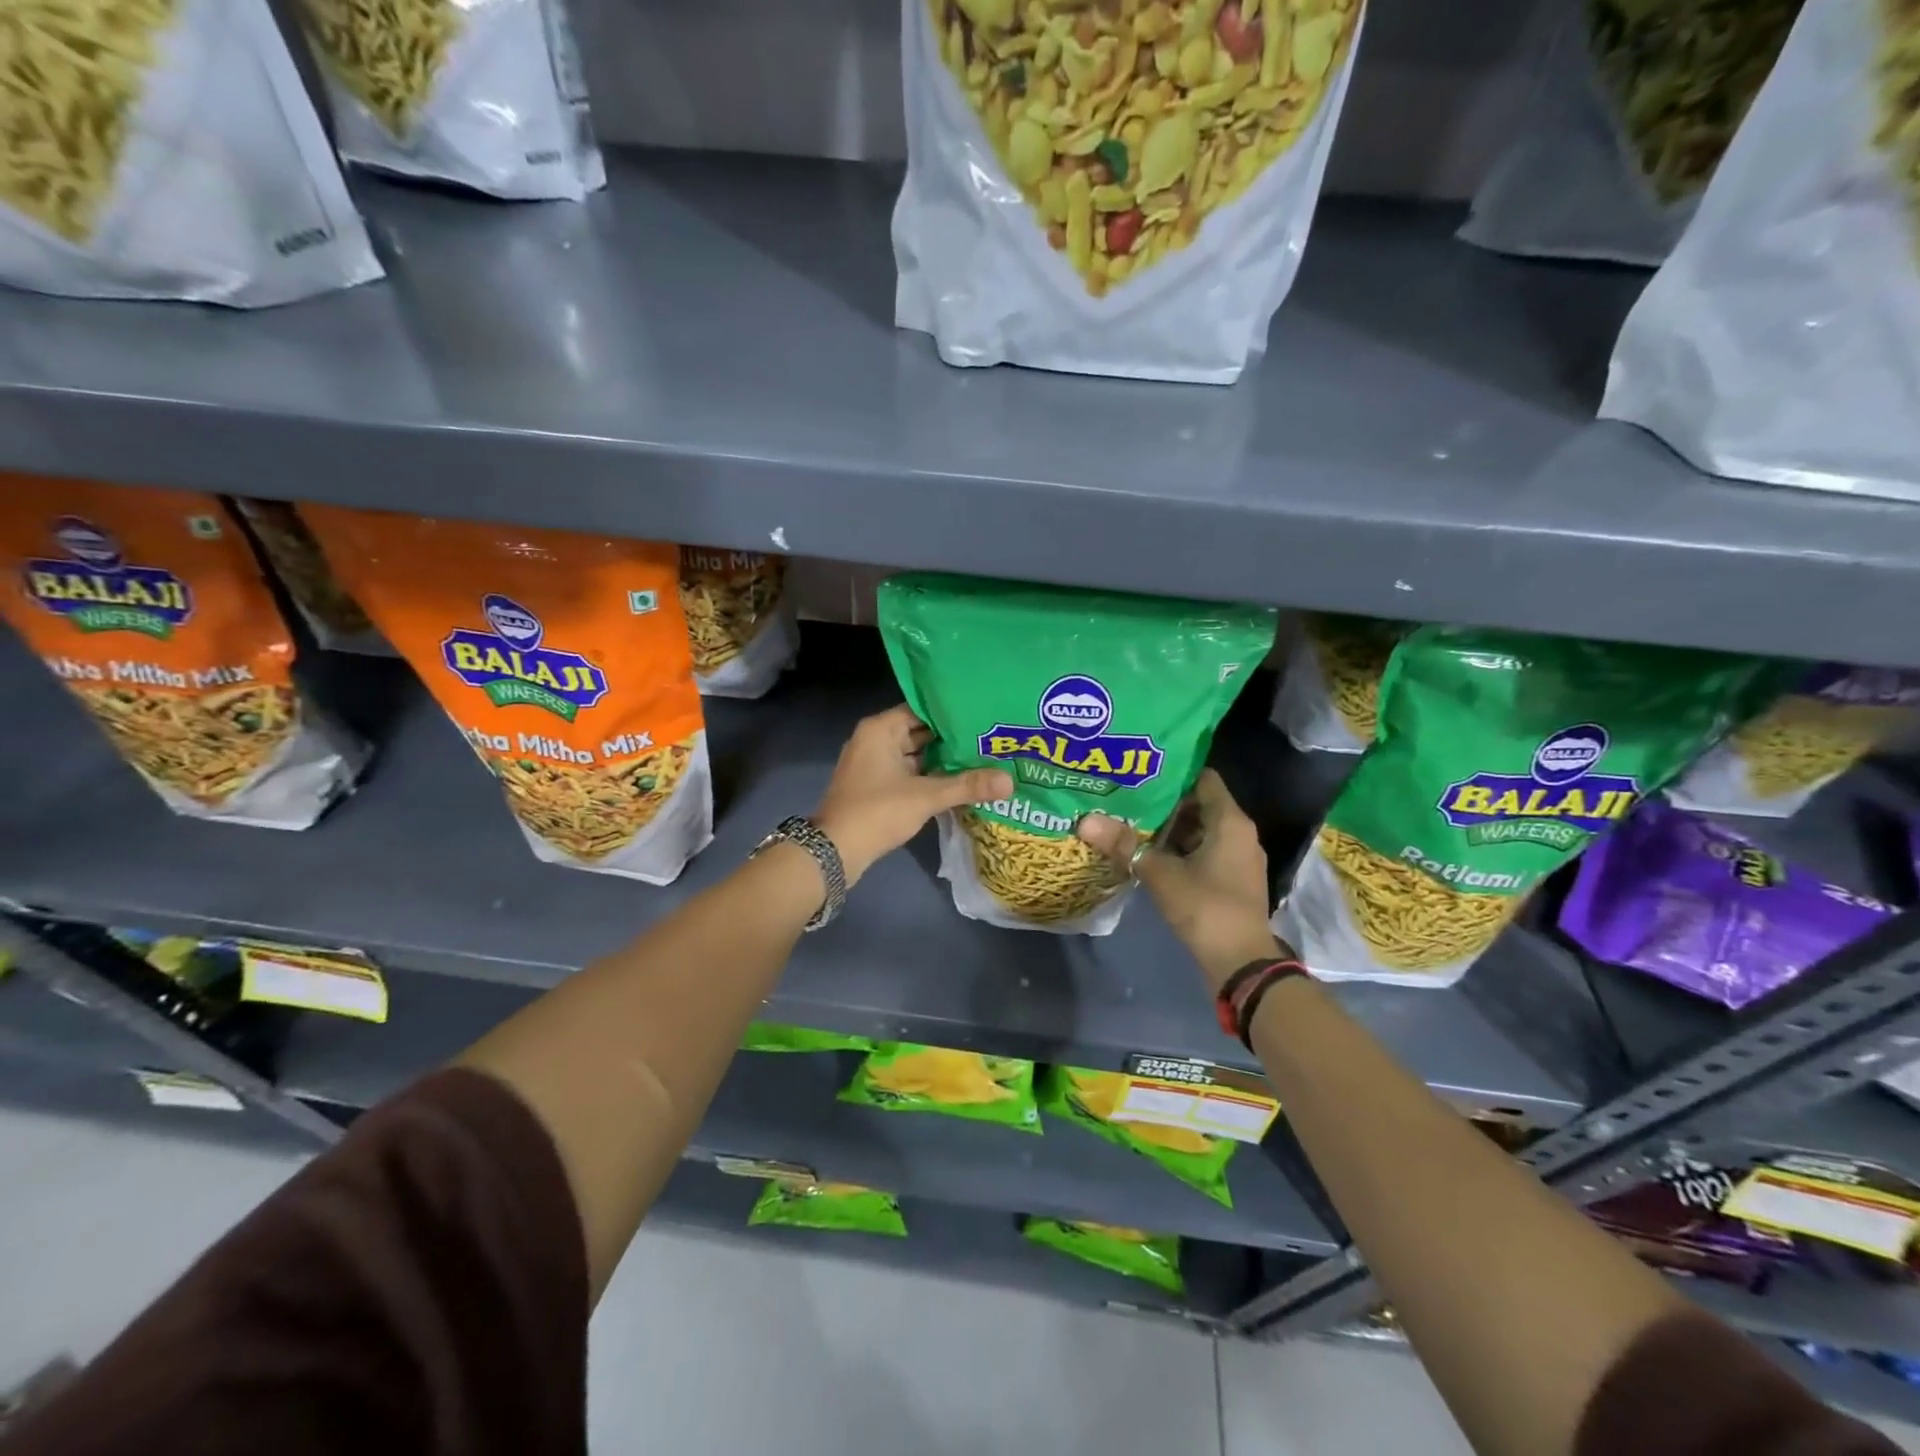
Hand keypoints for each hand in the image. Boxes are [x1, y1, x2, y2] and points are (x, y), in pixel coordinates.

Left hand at [813, 705, 1011, 886]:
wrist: (836, 851)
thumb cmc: (878, 811)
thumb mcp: (926, 796)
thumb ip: (968, 785)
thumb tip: (1010, 781)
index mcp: (881, 729)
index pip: (923, 709)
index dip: (953, 713)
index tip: (983, 715)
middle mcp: (875, 740)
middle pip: (921, 732)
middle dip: (952, 739)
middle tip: (991, 737)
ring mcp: (873, 764)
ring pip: (916, 754)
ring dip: (943, 760)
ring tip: (983, 757)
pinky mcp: (876, 786)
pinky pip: (909, 772)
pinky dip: (930, 776)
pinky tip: (960, 781)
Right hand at [1077, 769, 1281, 988]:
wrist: (1242, 963)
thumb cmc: (1206, 907)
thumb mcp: (1159, 874)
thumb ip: (1124, 845)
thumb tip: (1084, 821)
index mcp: (1230, 821)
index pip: (1203, 778)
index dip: (1173, 772)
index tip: (1141, 770)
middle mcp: (1240, 833)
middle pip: (1200, 804)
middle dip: (1165, 802)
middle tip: (1128, 796)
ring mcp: (1239, 858)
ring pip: (1201, 831)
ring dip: (1170, 829)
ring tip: (1132, 822)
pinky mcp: (1232, 880)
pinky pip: (1205, 852)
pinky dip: (1180, 850)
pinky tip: (1150, 854)